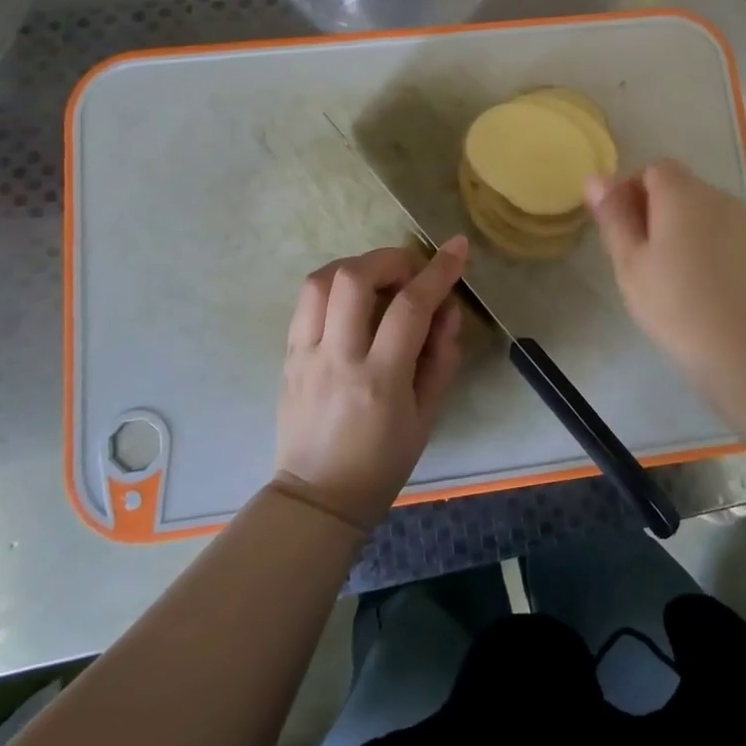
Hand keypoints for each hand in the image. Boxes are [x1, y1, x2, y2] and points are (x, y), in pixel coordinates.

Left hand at [275, 237, 467, 530]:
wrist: (317, 498)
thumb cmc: (382, 463)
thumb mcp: (427, 416)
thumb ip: (442, 357)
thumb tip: (446, 308)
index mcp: (379, 380)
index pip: (410, 308)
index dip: (438, 271)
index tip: (457, 247)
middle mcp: (337, 359)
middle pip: (353, 279)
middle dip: (388, 259)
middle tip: (409, 272)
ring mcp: (305, 355)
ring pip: (319, 281)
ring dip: (355, 266)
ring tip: (378, 281)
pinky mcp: (287, 356)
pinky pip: (305, 302)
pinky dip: (332, 286)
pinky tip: (351, 301)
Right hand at [586, 160, 745, 395]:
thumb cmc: (678, 306)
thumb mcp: (631, 264)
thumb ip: (614, 217)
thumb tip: (596, 177)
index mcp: (683, 194)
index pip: (654, 169)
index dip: (633, 191)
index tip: (623, 231)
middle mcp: (721, 199)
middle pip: (684, 191)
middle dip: (660, 214)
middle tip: (645, 261)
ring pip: (710, 217)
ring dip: (691, 234)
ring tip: (680, 281)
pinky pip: (735, 241)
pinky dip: (719, 254)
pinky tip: (714, 294)